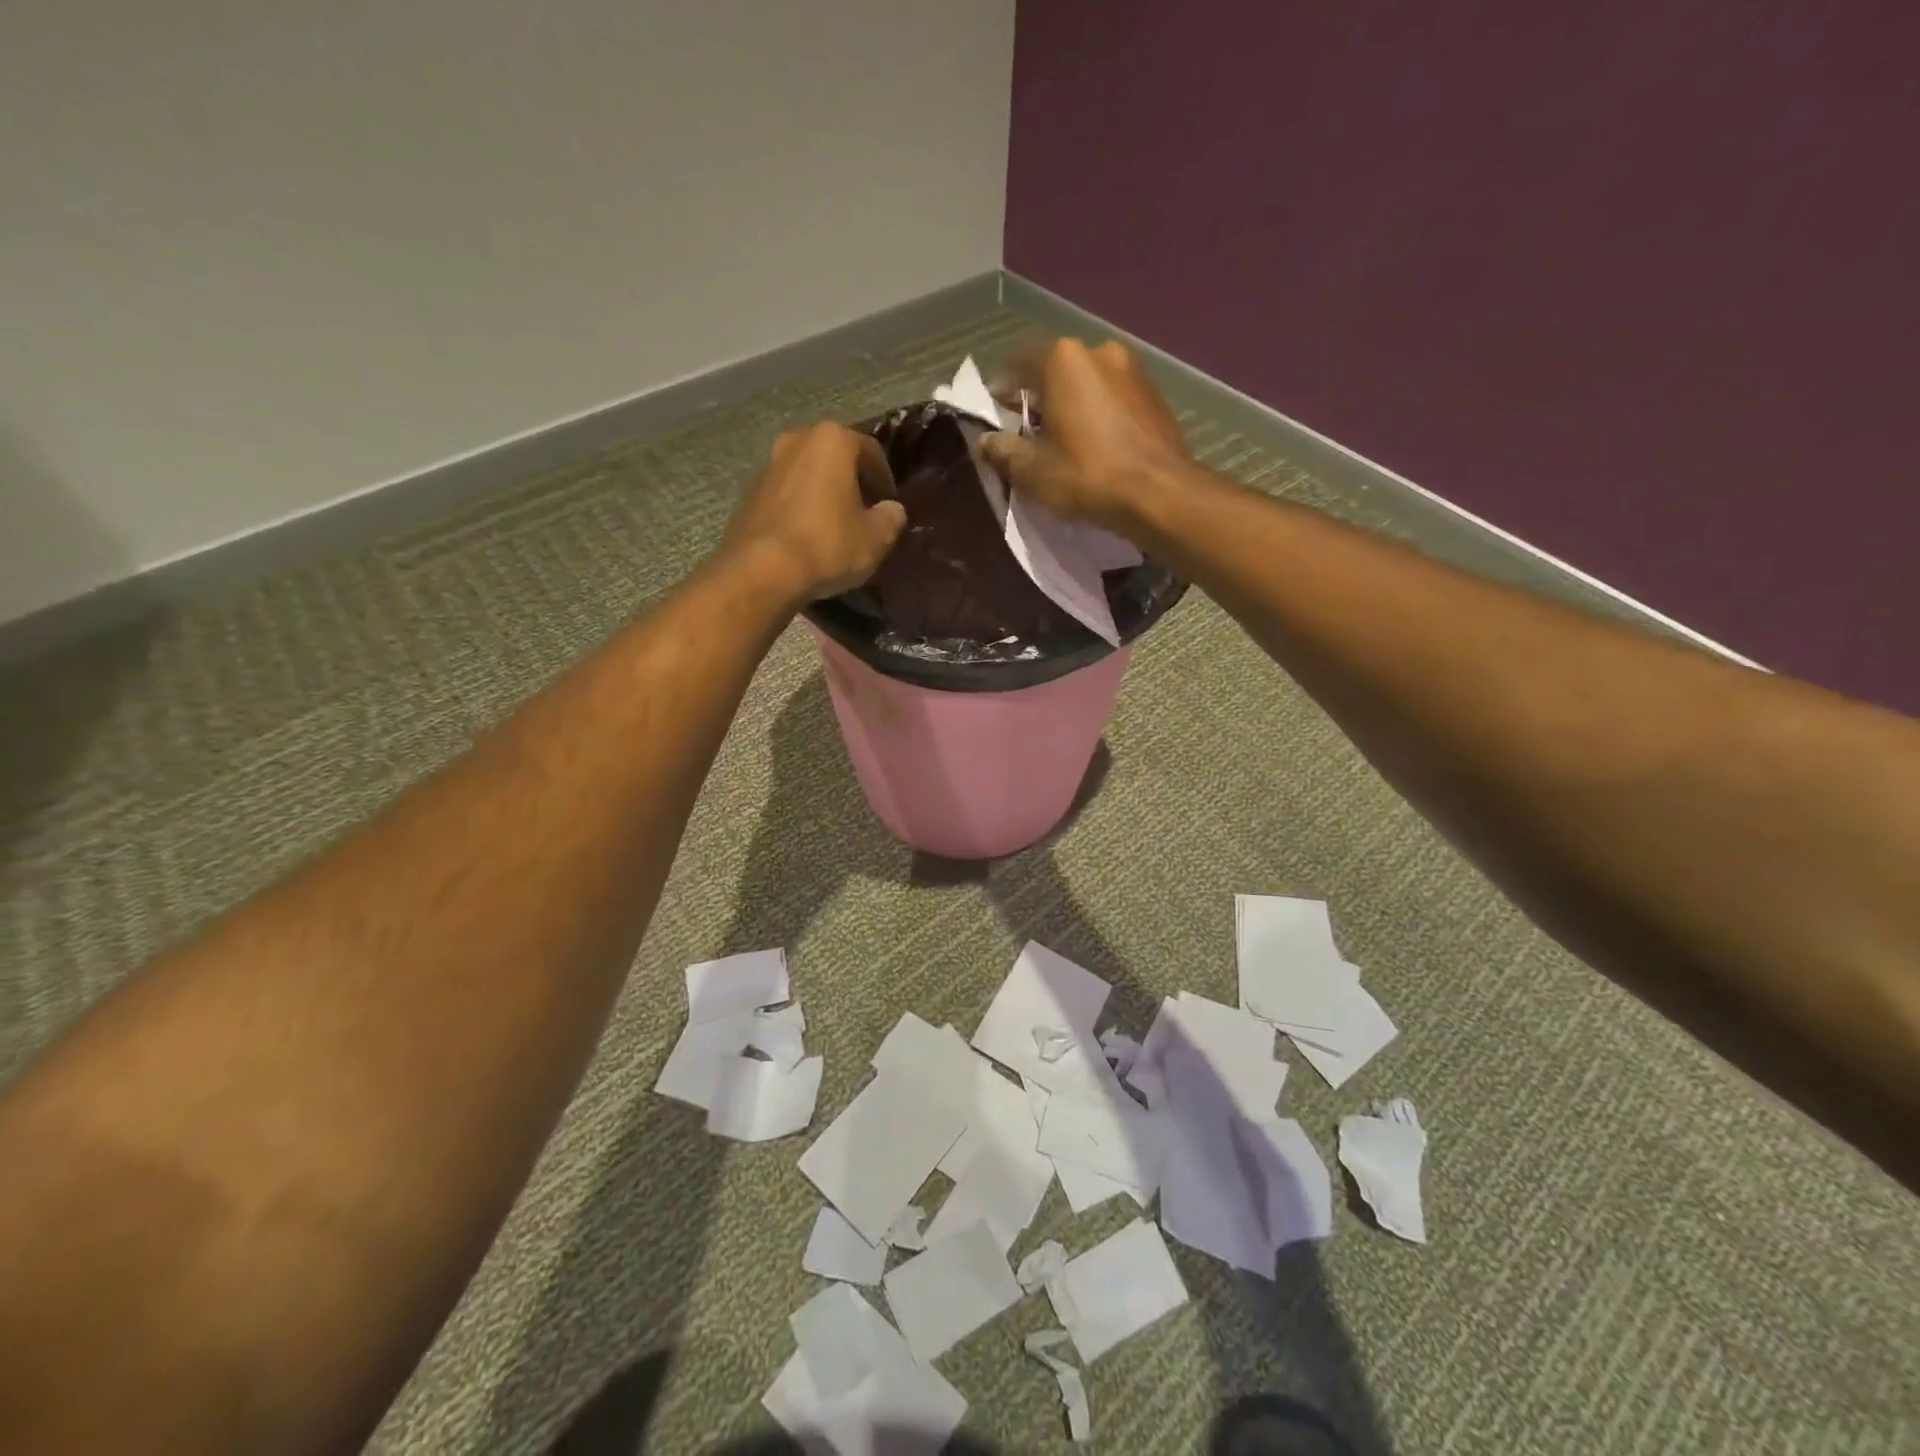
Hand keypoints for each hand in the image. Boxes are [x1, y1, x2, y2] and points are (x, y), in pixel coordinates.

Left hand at [723, 423, 906, 601]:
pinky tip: (809, 534)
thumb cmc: (828, 544)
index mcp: (832, 441)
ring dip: (823, 492)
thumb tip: (892, 510)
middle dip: (851, 480)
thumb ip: (891, 518)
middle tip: (864, 509)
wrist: (763, 571)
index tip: (889, 503)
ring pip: (807, 473)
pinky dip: (801, 507)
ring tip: (836, 523)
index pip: (870, 451)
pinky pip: (786, 494)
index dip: (885, 478)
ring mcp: (768, 465)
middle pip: (834, 457)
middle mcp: (796, 441)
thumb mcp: (876, 538)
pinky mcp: (749, 493)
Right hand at [978, 338, 1190, 533]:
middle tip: (1024, 429)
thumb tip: (984, 441)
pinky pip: (1112, 395)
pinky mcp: (1153, 392)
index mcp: (1062, 359)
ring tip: (1061, 438)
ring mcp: (1131, 368)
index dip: (999, 387)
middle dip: (1036, 395)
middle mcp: (1098, 351)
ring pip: (1086, 381)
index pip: (1017, 360)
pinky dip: (1096, 411)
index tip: (992, 414)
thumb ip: (1002, 450)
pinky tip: (1093, 442)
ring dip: (1069, 402)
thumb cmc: (1087, 475)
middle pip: (1054, 368)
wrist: (1160, 493)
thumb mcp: (1032, 470)